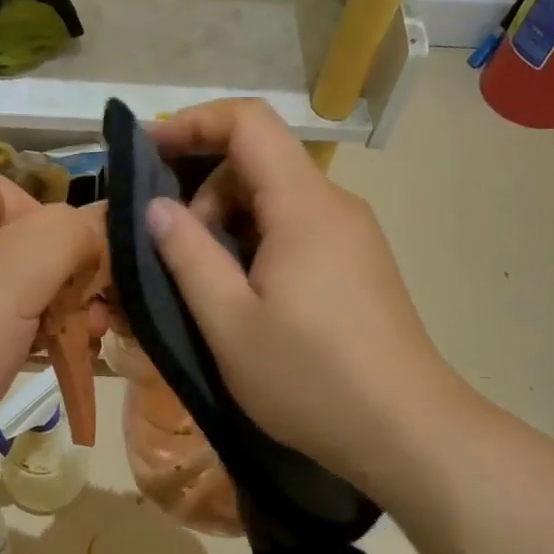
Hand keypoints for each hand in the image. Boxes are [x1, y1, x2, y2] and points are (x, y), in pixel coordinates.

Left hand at [0, 162, 99, 497]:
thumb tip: (98, 225)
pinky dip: (15, 337)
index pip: (6, 193)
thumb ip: (66, 237)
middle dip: (57, 281)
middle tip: (96, 320)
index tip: (84, 283)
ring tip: (85, 341)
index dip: (53, 234)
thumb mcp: (10, 279)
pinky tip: (50, 359)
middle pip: (4, 240)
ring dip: (45, 312)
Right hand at [147, 100, 463, 495]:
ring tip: (210, 287)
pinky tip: (249, 300)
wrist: (406, 431)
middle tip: (177, 253)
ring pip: (279, 201)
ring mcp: (354, 236)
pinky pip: (299, 231)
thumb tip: (157, 207)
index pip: (248, 122)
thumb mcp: (229, 322)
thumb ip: (187, 255)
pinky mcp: (361, 266)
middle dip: (207, 192)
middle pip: (261, 162)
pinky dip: (260, 246)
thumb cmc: (309, 378)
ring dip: (231, 225)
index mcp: (304, 205)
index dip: (193, 123)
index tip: (147, 153)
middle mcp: (335, 206)